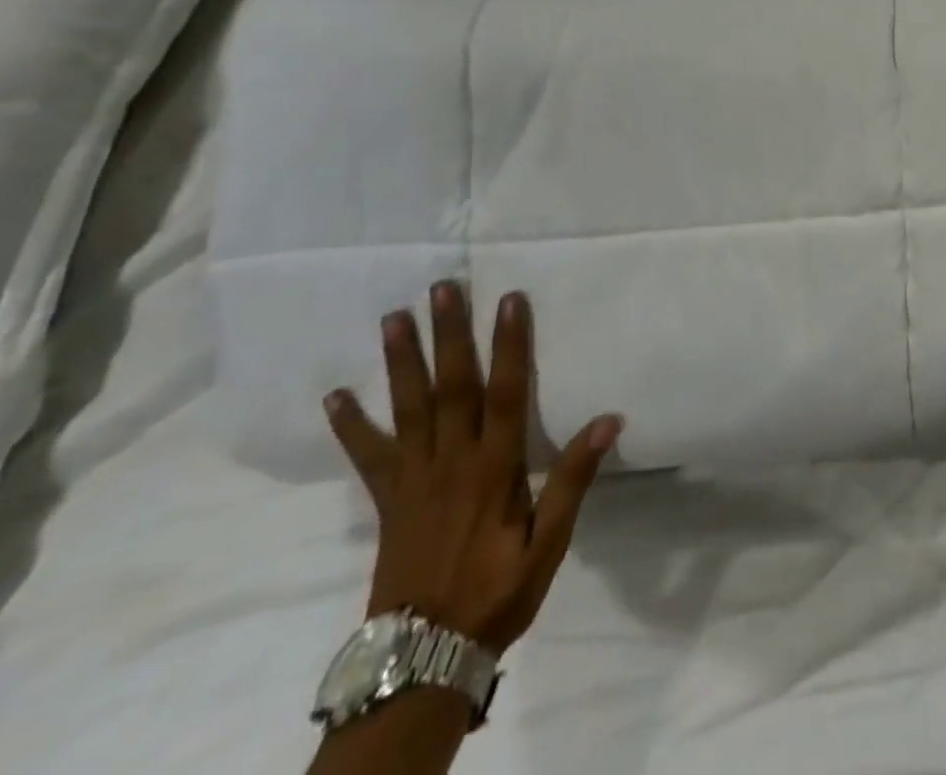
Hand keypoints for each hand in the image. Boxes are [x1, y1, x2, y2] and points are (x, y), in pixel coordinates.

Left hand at [323, 282, 621, 653]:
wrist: (423, 657)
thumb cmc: (499, 591)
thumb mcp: (550, 542)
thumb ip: (574, 479)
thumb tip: (609, 420)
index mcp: (495, 468)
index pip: (505, 393)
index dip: (509, 344)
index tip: (509, 300)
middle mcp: (451, 462)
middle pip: (451, 387)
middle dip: (450, 335)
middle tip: (442, 288)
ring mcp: (413, 479)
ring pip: (408, 408)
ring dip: (401, 361)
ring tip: (394, 318)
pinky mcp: (388, 500)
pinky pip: (368, 456)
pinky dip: (351, 425)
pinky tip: (336, 396)